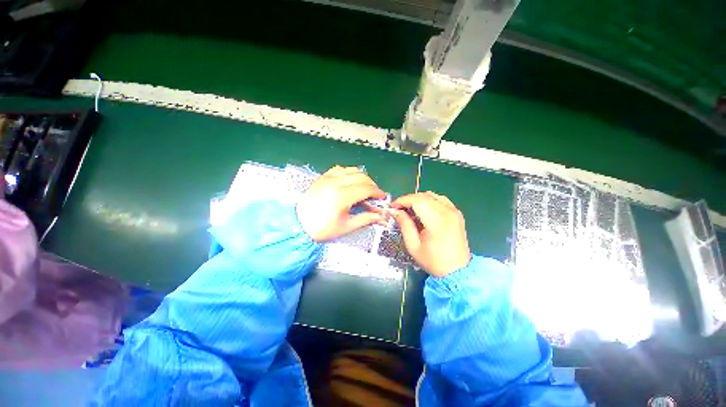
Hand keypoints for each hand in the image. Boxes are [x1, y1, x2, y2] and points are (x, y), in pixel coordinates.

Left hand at [297, 166, 387, 241]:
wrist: (298, 224)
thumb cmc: (322, 228)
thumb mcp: (346, 226)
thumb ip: (366, 219)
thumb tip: (381, 217)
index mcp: (342, 196)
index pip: (366, 188)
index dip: (377, 192)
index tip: (382, 197)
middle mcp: (336, 183)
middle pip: (362, 177)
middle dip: (372, 185)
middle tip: (374, 195)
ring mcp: (328, 178)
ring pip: (352, 170)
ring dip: (362, 177)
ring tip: (364, 188)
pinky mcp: (323, 177)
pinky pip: (340, 169)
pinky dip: (349, 173)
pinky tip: (350, 181)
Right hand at [390, 192, 470, 276]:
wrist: (457, 270)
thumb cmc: (433, 261)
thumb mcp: (413, 246)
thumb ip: (404, 225)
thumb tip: (395, 211)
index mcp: (437, 221)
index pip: (417, 200)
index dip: (402, 200)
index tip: (392, 207)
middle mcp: (448, 212)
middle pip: (424, 196)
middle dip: (408, 200)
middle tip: (398, 209)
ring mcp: (454, 211)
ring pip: (432, 195)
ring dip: (418, 199)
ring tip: (409, 209)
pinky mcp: (457, 213)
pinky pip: (440, 199)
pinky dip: (429, 201)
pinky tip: (423, 210)